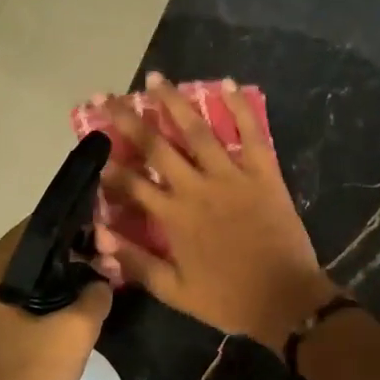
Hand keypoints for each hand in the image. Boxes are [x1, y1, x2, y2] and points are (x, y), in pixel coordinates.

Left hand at [0, 223, 112, 379]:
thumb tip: (102, 281)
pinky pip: (20, 301)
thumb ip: (96, 295)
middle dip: (73, 256)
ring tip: (100, 289)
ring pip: (29, 279)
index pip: (37, 227)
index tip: (109, 238)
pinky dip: (46, 302)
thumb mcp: (74, 333)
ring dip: (62, 282)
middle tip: (110, 267)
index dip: (77, 227)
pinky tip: (74, 315)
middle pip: (33, 253)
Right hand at [97, 73, 337, 352]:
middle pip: (156, 146)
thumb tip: (100, 235)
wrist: (285, 300)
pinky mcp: (264, 174)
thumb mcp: (174, 291)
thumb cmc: (227, 299)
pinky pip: (251, 134)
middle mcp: (197, 188)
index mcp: (174, 217)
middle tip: (107, 95)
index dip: (109, 165)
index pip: (132, 184)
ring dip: (174, 102)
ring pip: (198, 131)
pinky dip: (239, 107)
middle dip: (128, 119)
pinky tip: (225, 83)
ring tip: (156, 79)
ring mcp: (232, 177)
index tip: (93, 145)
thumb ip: (136, 262)